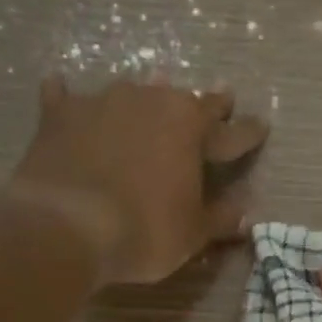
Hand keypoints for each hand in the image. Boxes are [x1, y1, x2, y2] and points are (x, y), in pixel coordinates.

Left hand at [13, 76, 267, 285]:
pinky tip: (61, 88)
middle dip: (206, 103)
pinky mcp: (59, 115)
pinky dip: (69, 97)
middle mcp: (152, 102)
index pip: (232, 132)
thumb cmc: (144, 231)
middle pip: (186, 99)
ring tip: (149, 91)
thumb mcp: (193, 233)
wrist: (64, 226)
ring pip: (133, 92)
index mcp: (192, 128)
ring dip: (145, 96)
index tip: (262, 125)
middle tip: (221, 97)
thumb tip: (245, 214)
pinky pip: (65, 97)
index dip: (249, 132)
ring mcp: (102, 102)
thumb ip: (220, 218)